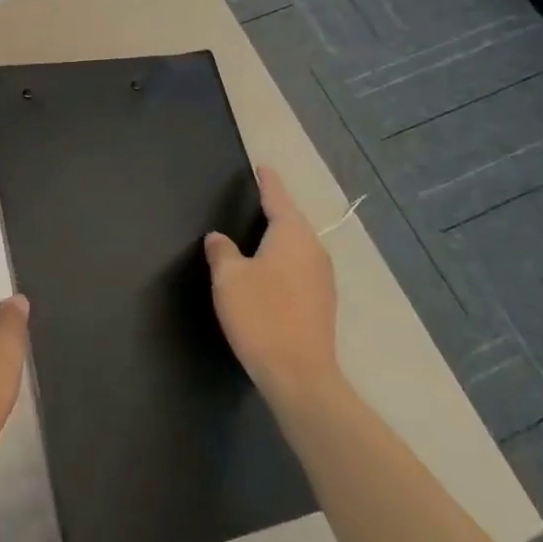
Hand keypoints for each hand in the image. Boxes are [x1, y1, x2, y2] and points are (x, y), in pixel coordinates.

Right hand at [204, 166, 341, 400]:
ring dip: (280, 237)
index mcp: (292, 235)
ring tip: (258, 234)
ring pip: (297, 245)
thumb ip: (222, 251)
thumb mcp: (229, 278)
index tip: (262, 167)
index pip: (278, 197)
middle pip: (292, 220)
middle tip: (255, 198)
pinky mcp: (322, 301)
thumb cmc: (261, 315)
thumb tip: (219, 238)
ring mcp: (323, 277)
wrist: (299, 375)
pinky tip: (269, 271)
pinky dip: (284, 260)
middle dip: (275, 209)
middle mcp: (313, 249)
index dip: (268, 181)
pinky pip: (300, 266)